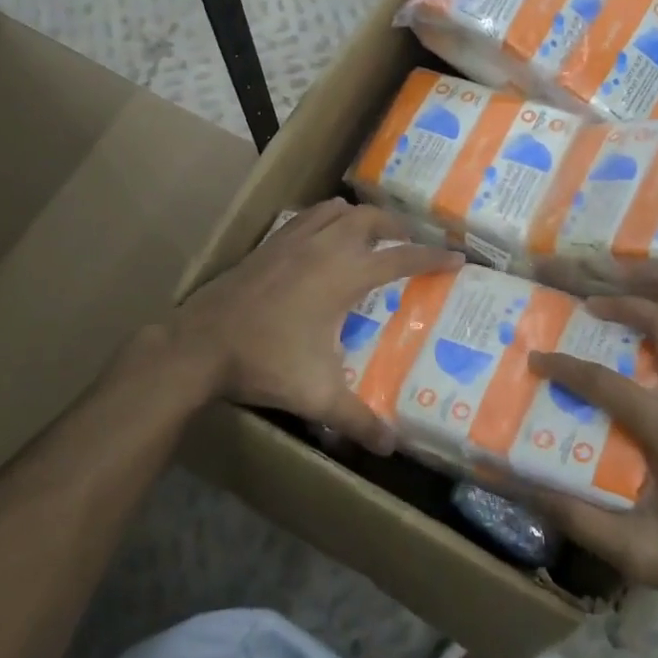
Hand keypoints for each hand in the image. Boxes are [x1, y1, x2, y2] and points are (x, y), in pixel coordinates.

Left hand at [172, 199, 461, 452]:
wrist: (200, 344)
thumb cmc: (265, 362)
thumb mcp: (317, 395)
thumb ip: (357, 420)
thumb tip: (391, 448)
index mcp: (343, 276)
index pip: (400, 258)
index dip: (432, 257)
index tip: (457, 257)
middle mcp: (323, 248)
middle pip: (370, 219)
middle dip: (397, 226)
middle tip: (411, 243)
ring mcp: (292, 241)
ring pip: (335, 210)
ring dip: (359, 217)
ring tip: (370, 235)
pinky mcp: (268, 244)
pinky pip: (306, 218)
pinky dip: (325, 220)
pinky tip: (321, 243)